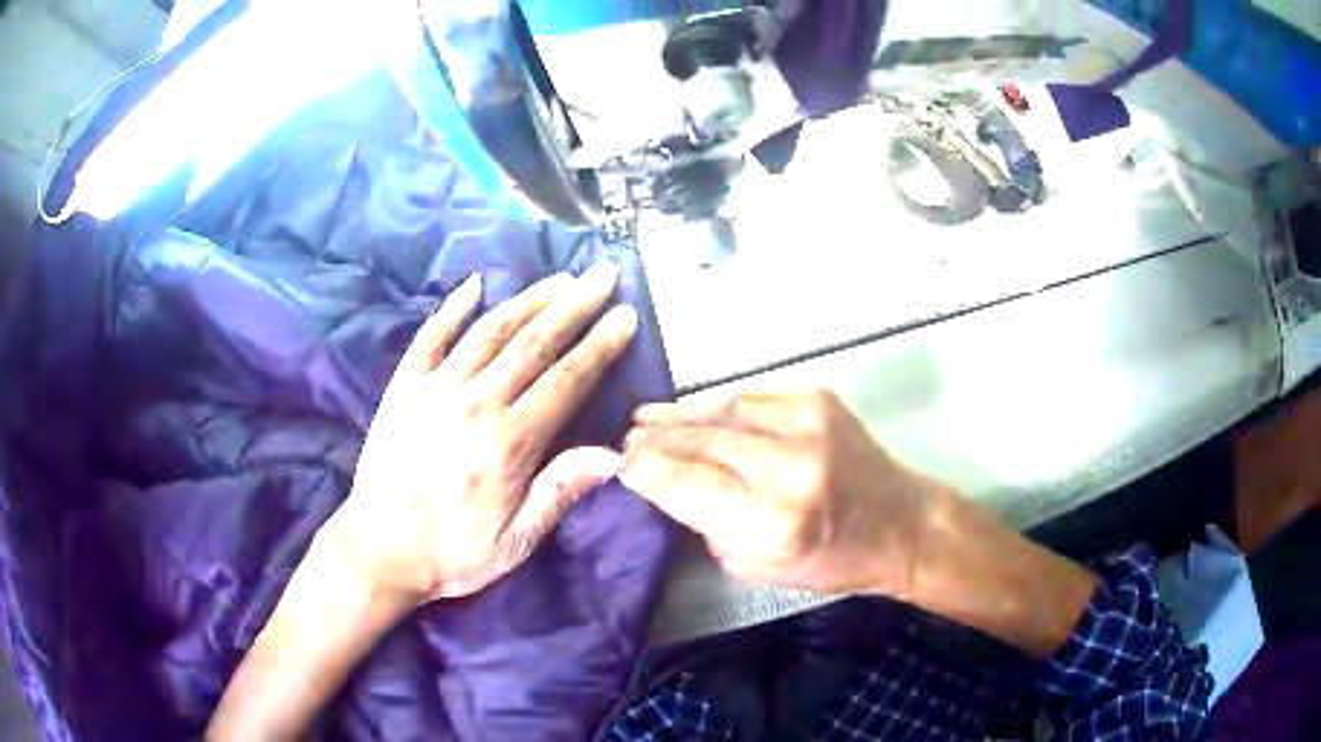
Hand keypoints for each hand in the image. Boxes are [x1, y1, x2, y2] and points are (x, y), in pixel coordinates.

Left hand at [324, 263, 638, 603]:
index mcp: (509, 443)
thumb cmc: (452, 552)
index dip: (600, 344)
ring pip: (490, 331)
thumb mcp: (515, 540)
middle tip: (603, 274)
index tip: (626, 315)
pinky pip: (431, 336)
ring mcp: (436, 389)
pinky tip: (475, 284)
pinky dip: (453, 307)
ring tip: (559, 277)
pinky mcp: (404, 387)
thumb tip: (614, 454)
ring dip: (529, 299)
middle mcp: (476, 403)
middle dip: (574, 305)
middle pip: (534, 342)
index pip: (567, 380)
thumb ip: (559, 492)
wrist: (379, 549)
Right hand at [620, 389, 941, 596]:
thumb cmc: (831, 559)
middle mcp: (789, 466)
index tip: (620, 465)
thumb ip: (709, 523)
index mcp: (772, 521)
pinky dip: (720, 407)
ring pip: (722, 410)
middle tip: (626, 439)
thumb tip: (667, 483)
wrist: (900, 522)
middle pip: (700, 441)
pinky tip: (699, 413)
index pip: (686, 484)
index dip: (646, 471)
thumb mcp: (758, 566)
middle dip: (655, 440)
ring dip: (681, 416)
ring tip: (647, 418)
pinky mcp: (818, 399)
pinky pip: (751, 398)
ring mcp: (807, 424)